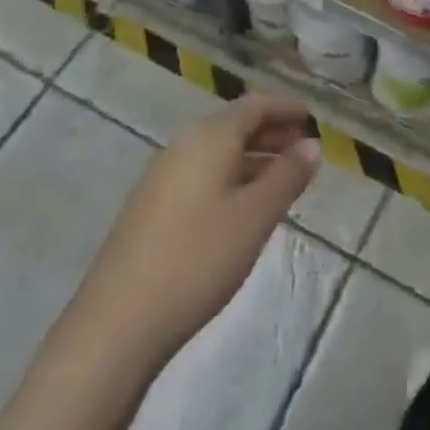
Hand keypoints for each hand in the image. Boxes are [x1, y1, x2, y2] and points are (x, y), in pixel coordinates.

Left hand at [76, 95, 321, 362]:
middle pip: (234, 126)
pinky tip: (242, 209)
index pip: (254, 105)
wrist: (116, 324)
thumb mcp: (255, 216)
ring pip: (217, 153)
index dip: (285, 107)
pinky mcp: (150, 210)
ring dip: (252, 158)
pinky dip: (230, 179)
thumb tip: (312, 143)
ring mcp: (162, 178)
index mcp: (209, 137)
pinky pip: (201, 176)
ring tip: (282, 180)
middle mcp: (183, 146)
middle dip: (271, 133)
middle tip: (304, 149)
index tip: (312, 118)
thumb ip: (287, 175)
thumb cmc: (198, 259)